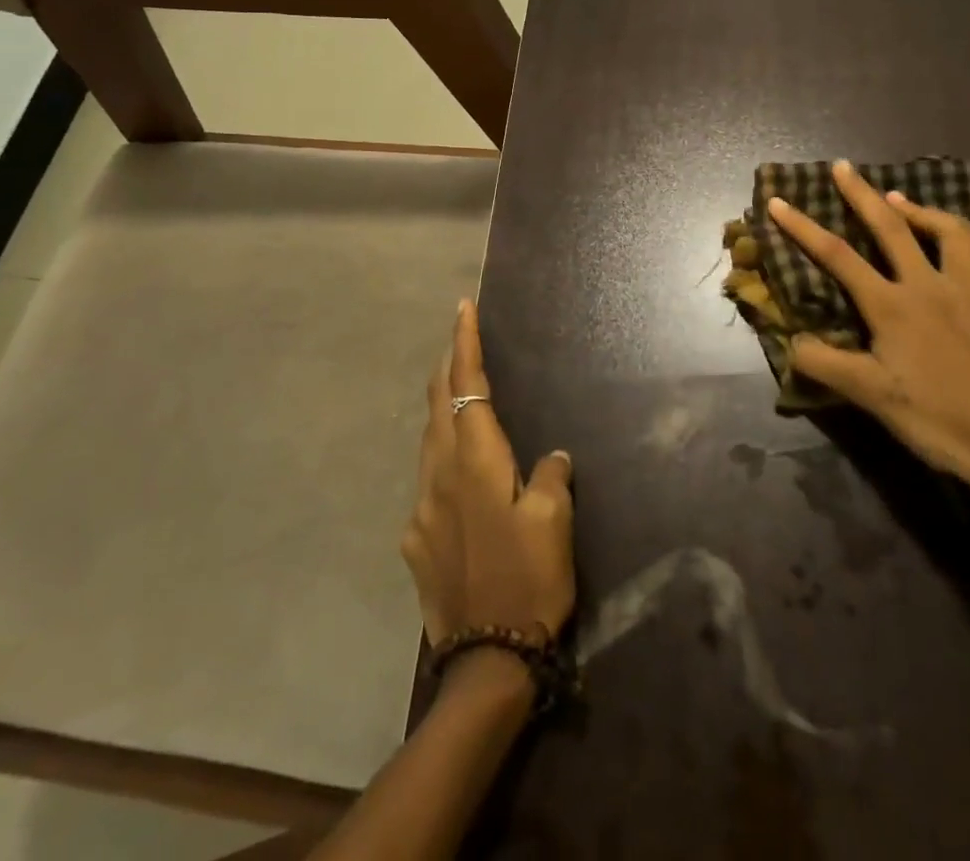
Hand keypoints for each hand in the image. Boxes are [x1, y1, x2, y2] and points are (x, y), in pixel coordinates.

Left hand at [401, 299, 575, 652]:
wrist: (486, 661)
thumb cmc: (529, 581)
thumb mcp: (555, 524)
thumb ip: (552, 478)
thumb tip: (553, 457)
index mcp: (476, 462)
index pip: (467, 385)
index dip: (465, 343)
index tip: (462, 308)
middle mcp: (439, 475)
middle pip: (438, 404)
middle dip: (447, 365)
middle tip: (459, 338)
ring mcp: (420, 509)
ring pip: (428, 440)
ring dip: (442, 407)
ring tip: (458, 391)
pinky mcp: (414, 540)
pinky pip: (427, 482)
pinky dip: (441, 458)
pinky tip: (458, 476)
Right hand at [768, 161, 969, 514]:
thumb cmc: (942, 422)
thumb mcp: (872, 398)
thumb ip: (825, 365)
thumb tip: (790, 342)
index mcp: (893, 307)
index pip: (837, 257)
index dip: (803, 227)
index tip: (778, 201)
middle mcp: (931, 286)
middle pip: (891, 228)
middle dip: (863, 195)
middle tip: (844, 168)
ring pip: (951, 234)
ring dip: (923, 211)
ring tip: (902, 198)